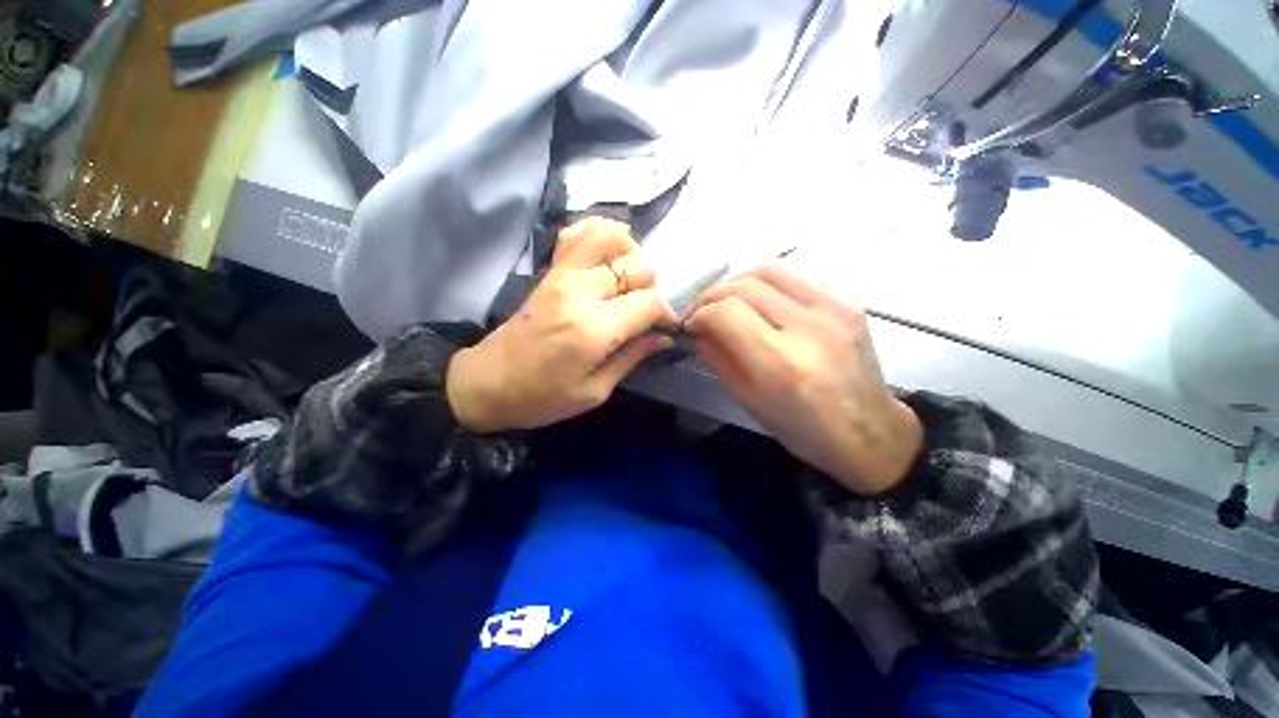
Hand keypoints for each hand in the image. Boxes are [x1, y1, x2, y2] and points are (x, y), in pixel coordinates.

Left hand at [447, 218, 677, 432]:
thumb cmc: (542, 397)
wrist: (487, 383)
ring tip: (629, 280)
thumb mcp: (594, 391)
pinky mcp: (550, 271)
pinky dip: (599, 233)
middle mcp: (581, 291)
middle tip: (644, 311)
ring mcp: (563, 275)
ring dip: (631, 254)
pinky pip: (577, 233)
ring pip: (611, 237)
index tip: (667, 327)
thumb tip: (665, 338)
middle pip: (637, 266)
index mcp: (594, 329)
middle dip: (652, 287)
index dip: (666, 313)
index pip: (649, 302)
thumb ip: (633, 357)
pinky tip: (608, 254)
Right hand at [687, 262, 922, 495]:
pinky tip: (761, 297)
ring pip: (771, 269)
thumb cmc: (804, 429)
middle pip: (746, 286)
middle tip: (703, 310)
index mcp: (781, 364)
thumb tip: (700, 330)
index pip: (727, 313)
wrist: (870, 431)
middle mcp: (809, 328)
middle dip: (713, 294)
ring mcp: (835, 308)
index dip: (701, 314)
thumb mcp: (749, 402)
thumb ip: (719, 360)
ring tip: (728, 298)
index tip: (692, 324)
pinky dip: (769, 280)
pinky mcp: (849, 301)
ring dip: (738, 280)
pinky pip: (798, 273)